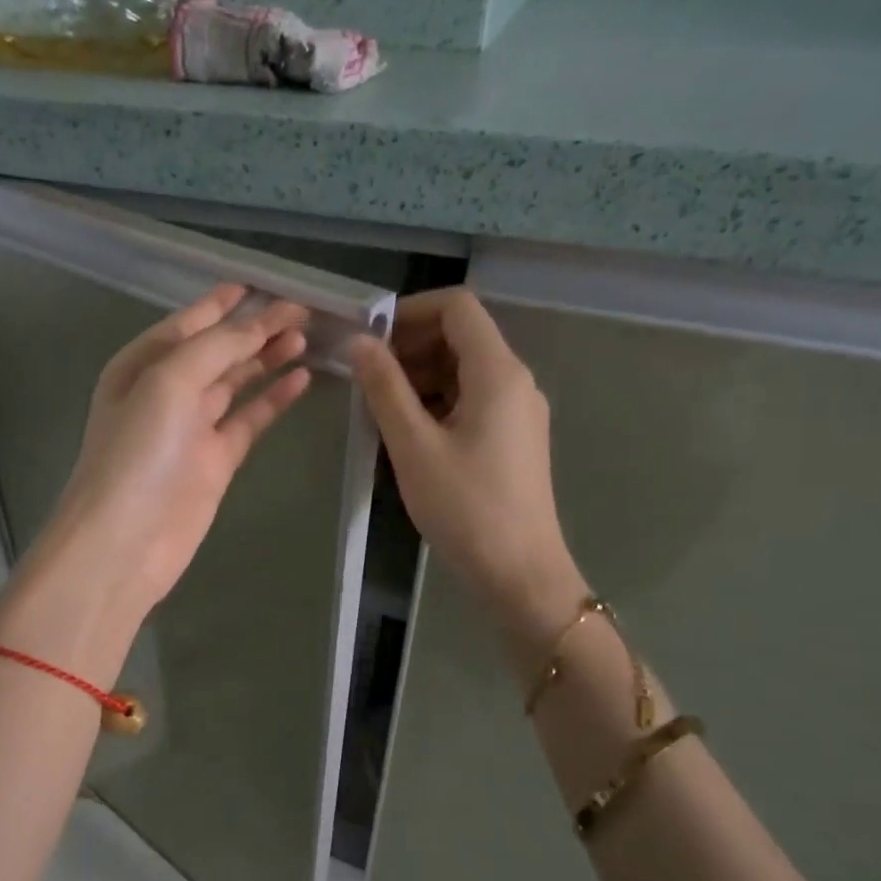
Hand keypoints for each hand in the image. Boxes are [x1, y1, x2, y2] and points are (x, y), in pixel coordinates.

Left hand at [30, 283, 311, 625]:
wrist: (125, 540)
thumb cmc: (137, 452)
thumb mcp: (168, 383)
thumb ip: (215, 348)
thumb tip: (256, 325)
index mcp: (142, 365)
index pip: (189, 323)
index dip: (222, 303)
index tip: (258, 283)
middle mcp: (166, 392)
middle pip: (217, 350)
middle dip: (254, 328)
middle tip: (301, 310)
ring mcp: (192, 428)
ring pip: (236, 382)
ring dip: (267, 359)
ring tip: (305, 337)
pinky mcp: (216, 461)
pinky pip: (249, 420)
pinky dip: (272, 399)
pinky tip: (300, 380)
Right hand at [350, 290, 582, 647]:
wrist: (518, 573)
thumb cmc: (465, 507)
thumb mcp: (413, 446)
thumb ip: (385, 388)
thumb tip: (361, 343)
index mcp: (498, 372)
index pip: (457, 307)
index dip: (410, 311)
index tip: (371, 340)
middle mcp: (516, 381)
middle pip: (461, 337)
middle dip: (410, 347)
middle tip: (368, 380)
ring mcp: (519, 411)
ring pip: (465, 371)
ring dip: (420, 378)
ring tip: (381, 412)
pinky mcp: (514, 438)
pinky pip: (472, 400)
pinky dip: (438, 403)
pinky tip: (409, 435)